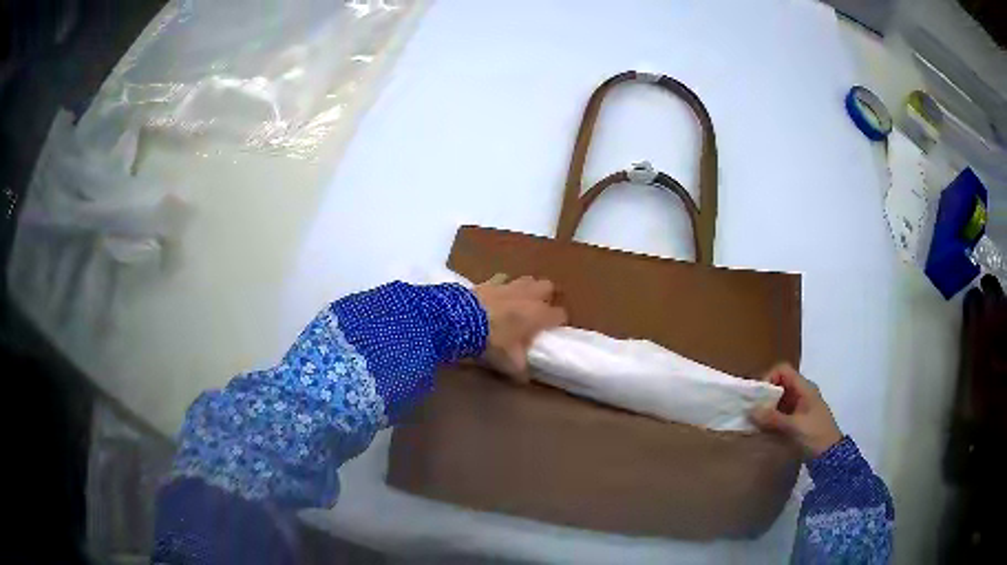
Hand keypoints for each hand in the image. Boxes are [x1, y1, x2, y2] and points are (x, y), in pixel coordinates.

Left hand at [473, 274, 566, 382]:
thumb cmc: (494, 342)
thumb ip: (521, 370)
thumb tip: (525, 378)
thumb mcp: (510, 364)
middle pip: (548, 287)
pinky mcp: (489, 281)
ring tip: (518, 302)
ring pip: (527, 279)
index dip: (558, 322)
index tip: (553, 330)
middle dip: (546, 297)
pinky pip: (502, 279)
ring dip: (526, 289)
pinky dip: (502, 286)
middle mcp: (529, 295)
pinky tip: (496, 295)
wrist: (462, 321)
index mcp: (539, 314)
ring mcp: (509, 285)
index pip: (560, 314)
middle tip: (537, 311)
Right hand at [748, 363, 842, 457]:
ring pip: (779, 399)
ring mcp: (800, 406)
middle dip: (765, 395)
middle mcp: (802, 392)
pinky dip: (772, 417)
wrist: (830, 456)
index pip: (783, 370)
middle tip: (753, 410)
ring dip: (767, 408)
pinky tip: (764, 428)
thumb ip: (773, 418)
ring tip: (755, 421)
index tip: (758, 396)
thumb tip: (750, 410)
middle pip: (780, 384)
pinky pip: (781, 412)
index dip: (769, 378)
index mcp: (805, 388)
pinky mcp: (798, 419)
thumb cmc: (815, 435)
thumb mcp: (794, 427)